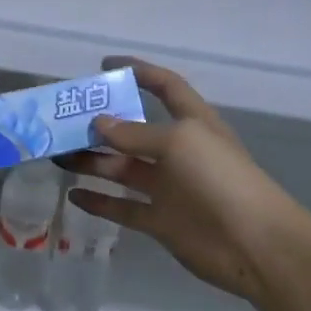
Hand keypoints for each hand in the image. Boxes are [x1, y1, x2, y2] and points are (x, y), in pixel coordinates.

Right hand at [60, 58, 310, 303]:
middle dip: (100, 125)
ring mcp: (168, 188)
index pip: (165, 87)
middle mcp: (178, 152)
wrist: (253, 243)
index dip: (138, 72)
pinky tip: (72, 194)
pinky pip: (122, 207)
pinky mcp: (160, 220)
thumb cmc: (219, 178)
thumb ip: (134, 134)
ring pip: (121, 169)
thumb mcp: (178, 142)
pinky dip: (99, 201)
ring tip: (57, 156)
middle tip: (62, 122)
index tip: (104, 66)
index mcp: (191, 123)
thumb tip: (97, 123)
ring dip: (91, 161)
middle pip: (132, 131)